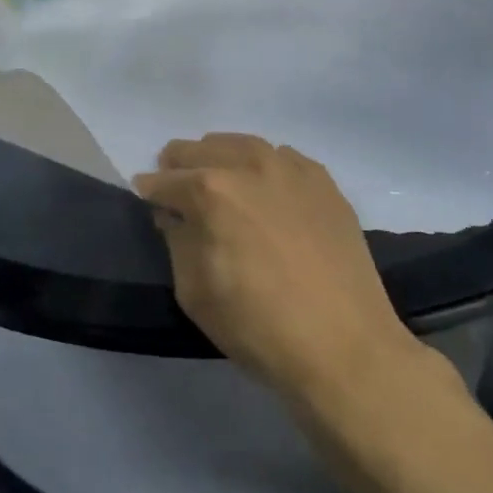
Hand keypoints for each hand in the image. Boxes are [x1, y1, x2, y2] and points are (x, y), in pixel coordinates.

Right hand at [135, 134, 423, 398]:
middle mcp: (248, 165)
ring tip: (218, 179)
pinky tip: (264, 187)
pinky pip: (282, 157)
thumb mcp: (193, 291)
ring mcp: (290, 169)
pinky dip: (263, 165)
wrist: (344, 347)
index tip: (148, 201)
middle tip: (177, 188)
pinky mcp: (323, 182)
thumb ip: (177, 241)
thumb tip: (175, 216)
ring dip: (220, 157)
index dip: (150, 192)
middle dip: (180, 166)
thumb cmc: (257, 326)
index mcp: (210, 190)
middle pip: (200, 149)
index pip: (164, 181)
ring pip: (241, 144)